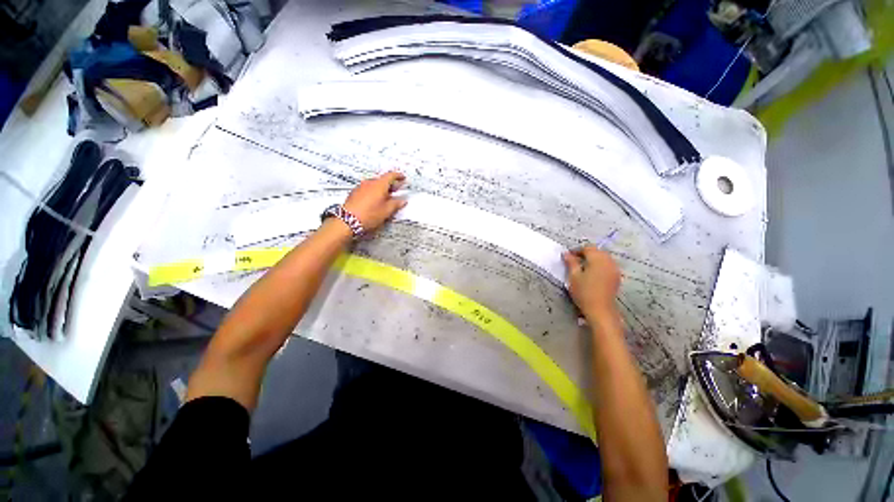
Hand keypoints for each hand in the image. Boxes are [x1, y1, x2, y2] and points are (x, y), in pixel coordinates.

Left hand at [343, 171, 407, 232]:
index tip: (402, 177)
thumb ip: (396, 204)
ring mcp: (361, 187)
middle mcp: (369, 183)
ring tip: (386, 198)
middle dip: (391, 184)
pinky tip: (375, 202)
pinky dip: (373, 193)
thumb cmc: (367, 215)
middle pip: (382, 180)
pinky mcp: (355, 193)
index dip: (398, 176)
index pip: (391, 175)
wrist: (348, 220)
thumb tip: (402, 201)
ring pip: (374, 185)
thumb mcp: (387, 211)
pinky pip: (367, 189)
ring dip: (382, 189)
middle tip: (397, 190)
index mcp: (379, 184)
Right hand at [563, 246, 620, 319]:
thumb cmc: (584, 292)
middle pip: (597, 251)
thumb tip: (566, 254)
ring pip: (603, 258)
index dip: (577, 250)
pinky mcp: (616, 277)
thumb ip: (571, 263)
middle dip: (585, 254)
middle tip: (574, 261)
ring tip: (582, 267)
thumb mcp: (574, 276)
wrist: (600, 310)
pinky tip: (592, 274)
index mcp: (597, 259)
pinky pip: (607, 265)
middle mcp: (608, 261)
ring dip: (593, 259)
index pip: (588, 247)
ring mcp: (614, 269)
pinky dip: (599, 265)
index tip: (568, 256)